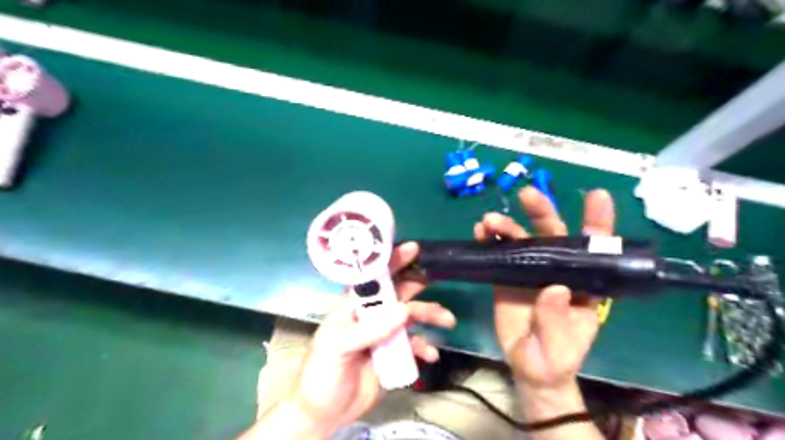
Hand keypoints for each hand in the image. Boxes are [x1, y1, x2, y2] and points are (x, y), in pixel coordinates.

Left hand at [286, 243, 457, 436]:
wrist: (324, 413)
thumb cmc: (321, 373)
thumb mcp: (337, 347)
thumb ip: (369, 329)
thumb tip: (404, 310)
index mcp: (353, 306)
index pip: (374, 278)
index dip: (392, 261)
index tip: (412, 249)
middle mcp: (371, 315)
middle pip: (398, 293)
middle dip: (418, 286)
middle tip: (436, 279)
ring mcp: (384, 334)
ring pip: (411, 317)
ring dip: (430, 315)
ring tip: (448, 320)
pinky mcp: (393, 353)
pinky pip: (414, 344)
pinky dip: (425, 346)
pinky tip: (431, 355)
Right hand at [472, 186, 613, 391]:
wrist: (528, 367)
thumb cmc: (555, 359)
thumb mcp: (562, 348)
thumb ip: (557, 321)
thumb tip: (554, 288)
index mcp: (583, 283)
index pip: (595, 248)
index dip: (597, 221)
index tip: (597, 196)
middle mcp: (557, 269)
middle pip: (552, 233)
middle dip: (542, 211)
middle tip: (527, 195)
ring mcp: (529, 270)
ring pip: (521, 238)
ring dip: (507, 224)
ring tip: (489, 221)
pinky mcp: (506, 275)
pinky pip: (498, 252)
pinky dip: (489, 239)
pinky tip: (479, 232)